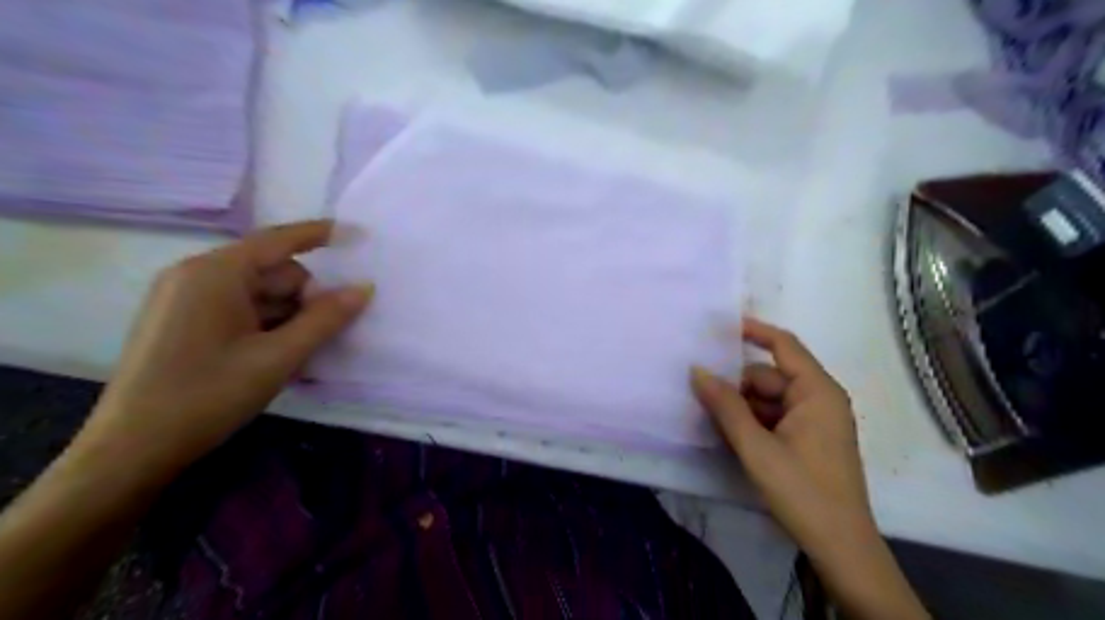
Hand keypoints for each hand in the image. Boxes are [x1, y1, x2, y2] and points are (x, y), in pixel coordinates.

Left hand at [76, 220, 375, 476]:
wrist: (132, 449)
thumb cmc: (209, 395)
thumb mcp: (279, 357)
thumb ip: (326, 319)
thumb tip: (365, 287)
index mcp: (216, 273)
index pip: (279, 240)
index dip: (322, 234)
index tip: (358, 234)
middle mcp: (197, 275)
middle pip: (273, 272)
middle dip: (304, 298)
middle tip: (320, 336)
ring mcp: (186, 299)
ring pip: (260, 294)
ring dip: (288, 318)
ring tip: (297, 357)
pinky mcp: (183, 321)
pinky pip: (240, 310)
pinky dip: (266, 327)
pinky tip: (274, 357)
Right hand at [692, 320, 925, 619]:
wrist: (840, 546)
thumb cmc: (802, 490)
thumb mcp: (756, 447)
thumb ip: (725, 406)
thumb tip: (697, 370)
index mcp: (817, 391)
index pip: (784, 345)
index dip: (753, 330)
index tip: (719, 326)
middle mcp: (819, 398)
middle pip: (769, 376)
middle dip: (737, 385)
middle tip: (701, 396)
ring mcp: (815, 420)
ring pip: (768, 398)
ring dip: (741, 407)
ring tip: (712, 421)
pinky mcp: (809, 439)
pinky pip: (774, 417)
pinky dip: (752, 422)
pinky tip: (731, 437)